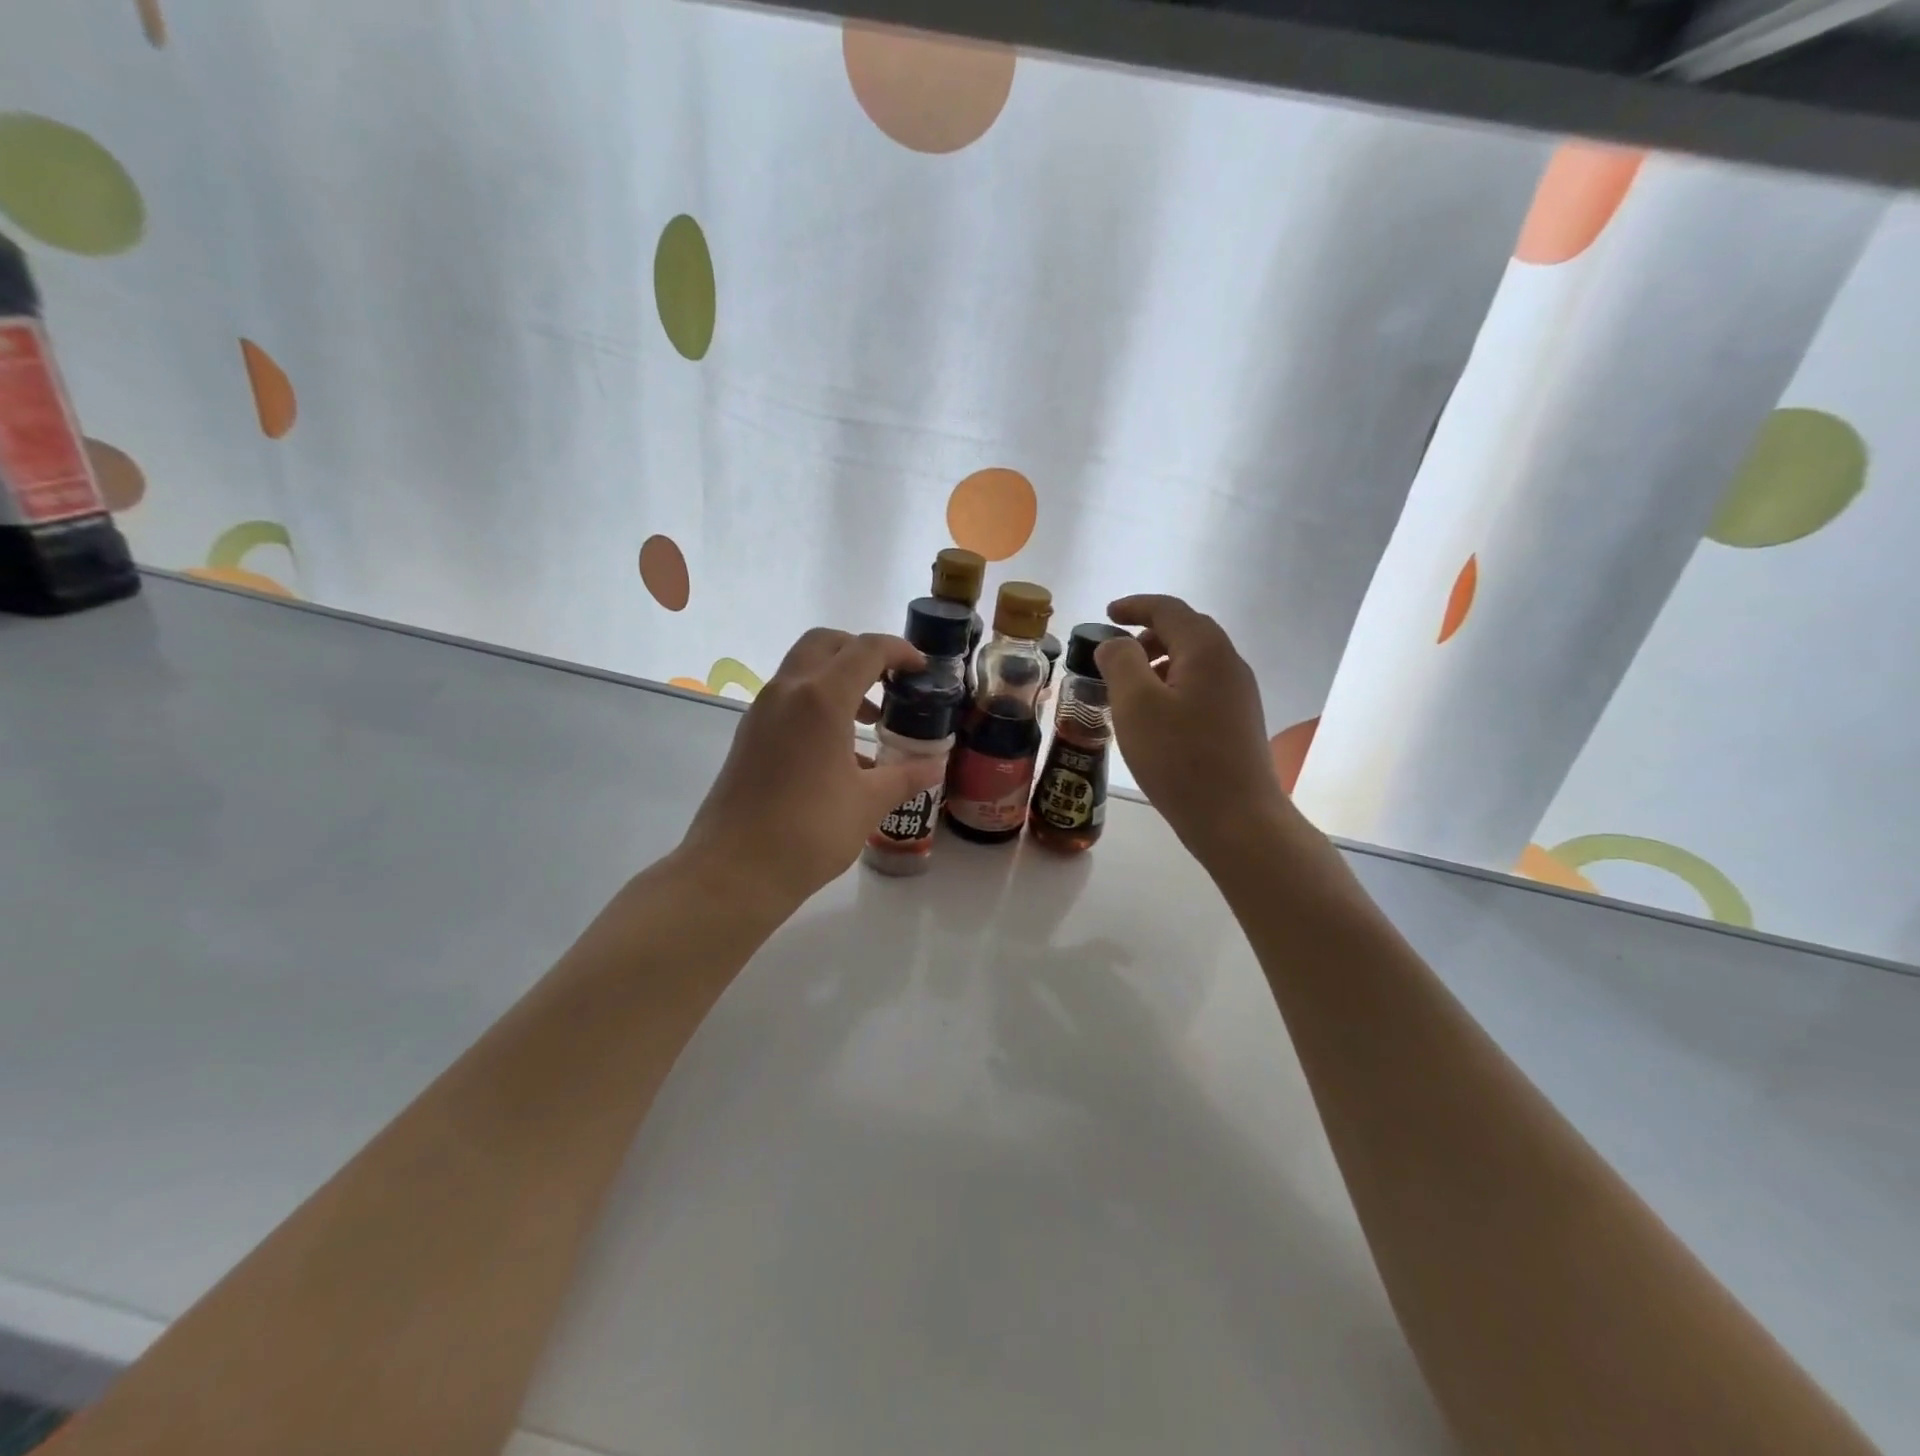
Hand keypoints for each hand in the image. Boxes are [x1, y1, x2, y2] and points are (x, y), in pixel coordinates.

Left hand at [677, 627, 947, 909]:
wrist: (734, 870)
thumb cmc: (809, 832)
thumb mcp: (868, 804)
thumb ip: (905, 776)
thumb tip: (934, 765)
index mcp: (820, 699)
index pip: (865, 650)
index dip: (899, 651)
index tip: (921, 669)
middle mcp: (787, 692)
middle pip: (825, 644)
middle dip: (861, 651)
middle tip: (890, 680)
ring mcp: (761, 712)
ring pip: (802, 669)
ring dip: (837, 678)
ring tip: (869, 719)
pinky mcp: (749, 735)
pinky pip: (788, 699)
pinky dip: (817, 703)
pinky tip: (838, 749)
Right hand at [1095, 595, 1297, 864]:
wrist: (1236, 819)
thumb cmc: (1180, 758)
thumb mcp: (1136, 705)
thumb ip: (1120, 662)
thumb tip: (1116, 644)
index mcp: (1206, 651)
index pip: (1168, 610)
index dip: (1135, 606)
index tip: (1108, 614)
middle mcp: (1229, 665)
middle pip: (1186, 633)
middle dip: (1147, 637)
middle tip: (1115, 657)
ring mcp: (1239, 696)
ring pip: (1194, 664)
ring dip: (1159, 665)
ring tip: (1128, 693)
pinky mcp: (1238, 724)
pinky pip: (1200, 689)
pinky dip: (1172, 689)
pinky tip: (1154, 720)